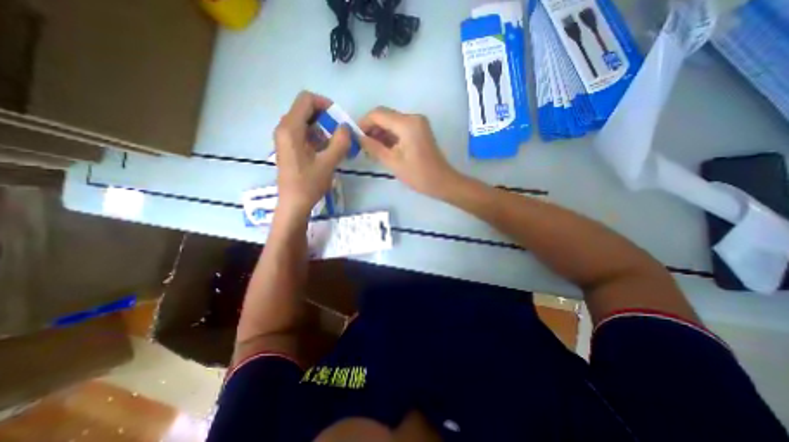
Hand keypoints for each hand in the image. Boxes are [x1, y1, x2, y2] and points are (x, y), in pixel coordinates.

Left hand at [277, 90, 351, 218]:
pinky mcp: (288, 147)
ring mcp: (284, 138)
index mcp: (290, 128)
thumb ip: (340, 142)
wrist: (293, 203)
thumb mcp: (328, 163)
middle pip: (305, 110)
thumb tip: (346, 127)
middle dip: (325, 118)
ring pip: (305, 122)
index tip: (339, 119)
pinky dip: (316, 137)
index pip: (306, 100)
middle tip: (339, 133)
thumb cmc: (309, 184)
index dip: (325, 104)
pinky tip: (325, 152)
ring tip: (334, 145)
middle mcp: (284, 128)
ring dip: (322, 129)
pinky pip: (303, 133)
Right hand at [360, 108, 460, 198]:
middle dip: (371, 129)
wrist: (442, 182)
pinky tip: (383, 150)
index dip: (363, 123)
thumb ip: (373, 147)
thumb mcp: (392, 162)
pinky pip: (399, 129)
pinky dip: (389, 137)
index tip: (355, 138)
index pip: (378, 114)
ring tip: (372, 151)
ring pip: (391, 122)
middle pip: (385, 116)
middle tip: (363, 147)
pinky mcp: (419, 130)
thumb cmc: (418, 174)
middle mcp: (413, 117)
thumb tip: (358, 137)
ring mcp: (418, 123)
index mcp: (407, 123)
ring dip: (380, 134)